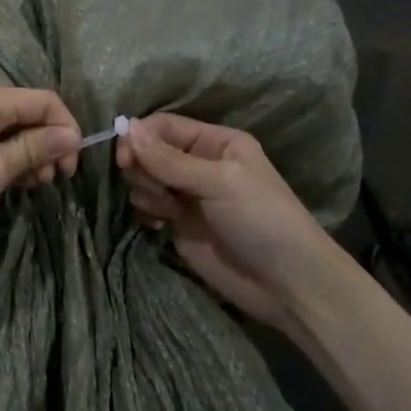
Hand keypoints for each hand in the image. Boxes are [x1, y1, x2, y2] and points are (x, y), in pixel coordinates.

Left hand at [0, 85, 81, 253]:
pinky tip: (14, 185)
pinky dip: (10, 161)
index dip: (65, 129)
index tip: (71, 167)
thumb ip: (35, 148)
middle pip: (29, 113)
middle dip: (48, 144)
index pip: (44, 100)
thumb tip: (72, 135)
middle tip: (52, 181)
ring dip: (30, 156)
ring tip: (32, 186)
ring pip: (13, 131)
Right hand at [117, 113, 325, 328]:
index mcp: (215, 142)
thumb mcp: (219, 182)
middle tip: (157, 192)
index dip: (139, 138)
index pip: (163, 126)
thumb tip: (126, 126)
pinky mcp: (178, 224)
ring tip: (168, 212)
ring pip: (144, 179)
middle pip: (148, 151)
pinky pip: (146, 206)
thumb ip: (169, 159)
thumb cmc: (262, 220)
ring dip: (146, 193)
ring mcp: (187, 194)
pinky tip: (159, 226)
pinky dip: (145, 212)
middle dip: (142, 169)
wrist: (286, 284)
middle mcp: (198, 163)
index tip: (124, 160)